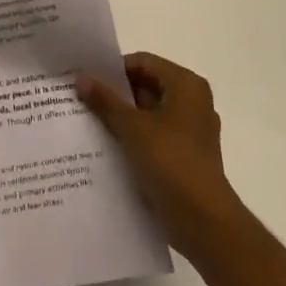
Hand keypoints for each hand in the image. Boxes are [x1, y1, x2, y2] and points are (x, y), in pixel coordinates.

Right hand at [77, 51, 246, 261]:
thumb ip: (105, 100)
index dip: (113, 70)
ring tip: (88, 121)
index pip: (143, 62)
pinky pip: (154, 136)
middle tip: (82, 99)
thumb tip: (81, 76)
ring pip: (149, 113)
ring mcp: (191, 131)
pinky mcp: (186, 156)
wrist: (204, 222)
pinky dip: (134, 137)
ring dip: (122, 118)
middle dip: (115, 95)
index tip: (86, 79)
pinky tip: (107, 146)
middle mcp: (193, 102)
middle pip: (146, 86)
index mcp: (186, 85)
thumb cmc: (171, 162)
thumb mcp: (132, 127)